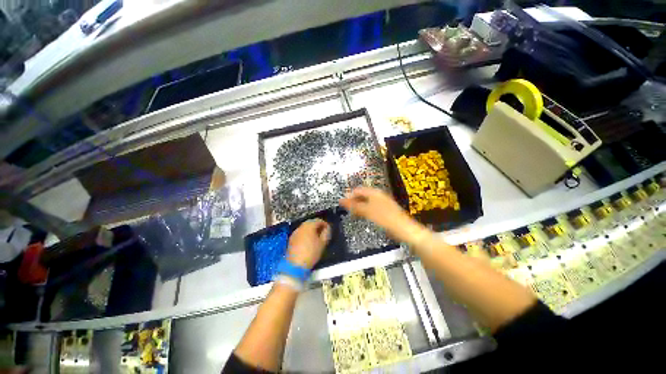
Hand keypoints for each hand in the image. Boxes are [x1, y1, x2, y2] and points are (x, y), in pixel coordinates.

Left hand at [287, 219, 330, 268]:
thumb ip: (326, 233)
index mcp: (309, 226)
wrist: (295, 265)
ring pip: (305, 227)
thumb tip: (327, 228)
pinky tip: (308, 241)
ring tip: (316, 237)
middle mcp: (301, 226)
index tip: (328, 229)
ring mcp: (295, 232)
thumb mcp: (322, 243)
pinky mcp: (291, 239)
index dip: (325, 224)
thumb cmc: (311, 253)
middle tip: (323, 233)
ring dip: (311, 230)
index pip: (319, 220)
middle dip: (317, 226)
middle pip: (311, 222)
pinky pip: (300, 233)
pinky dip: (305, 234)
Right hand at [340, 187, 420, 242]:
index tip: (342, 204)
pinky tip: (363, 217)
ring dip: (359, 207)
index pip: (357, 190)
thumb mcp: (366, 211)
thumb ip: (353, 205)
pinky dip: (365, 211)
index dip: (349, 196)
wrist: (403, 228)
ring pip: (366, 202)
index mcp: (374, 192)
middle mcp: (378, 195)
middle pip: (362, 195)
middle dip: (354, 202)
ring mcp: (382, 202)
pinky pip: (371, 208)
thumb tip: (341, 200)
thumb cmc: (384, 218)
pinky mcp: (385, 210)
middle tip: (347, 210)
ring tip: (353, 214)